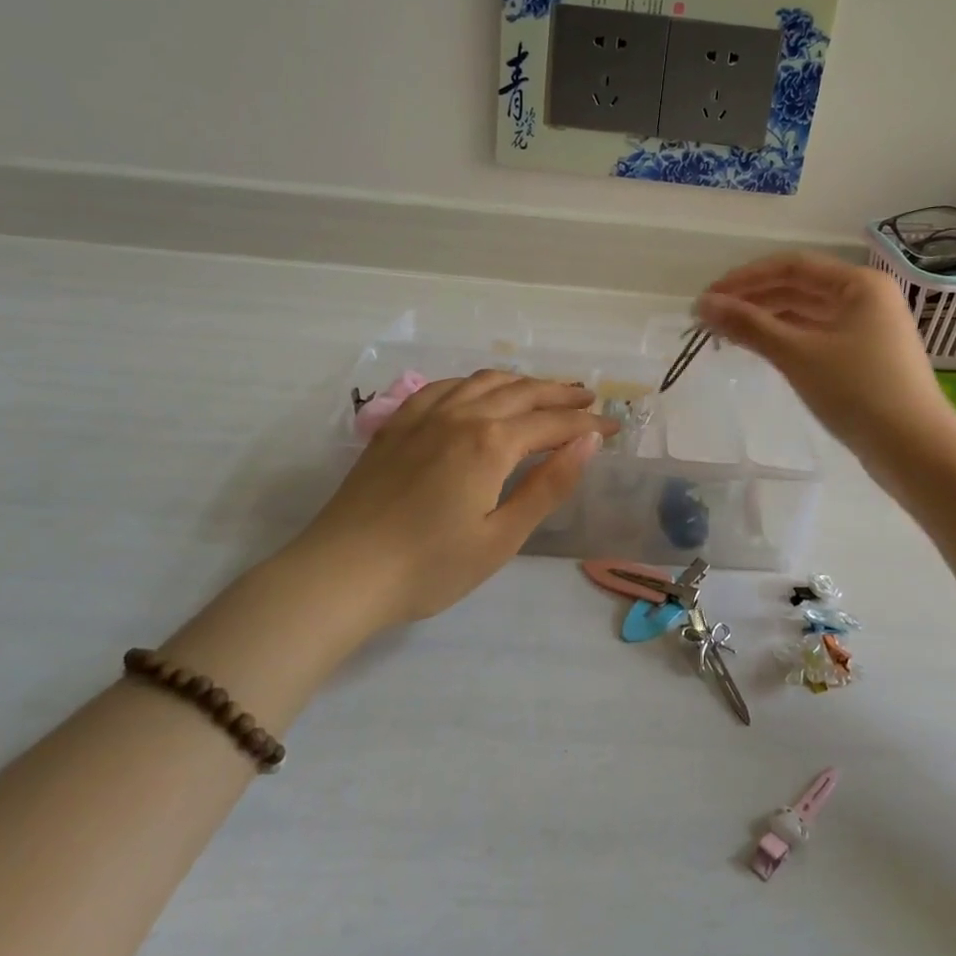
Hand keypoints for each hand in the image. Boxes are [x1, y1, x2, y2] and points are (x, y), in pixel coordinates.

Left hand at [290, 372, 617, 623]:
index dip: (587, 425)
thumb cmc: (430, 567)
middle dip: (560, 395)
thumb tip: (588, 444)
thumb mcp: (501, 537)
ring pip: (484, 382)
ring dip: (521, 382)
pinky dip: (475, 383)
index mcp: (491, 443)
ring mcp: (424, 414)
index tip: (613, 428)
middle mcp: (461, 415)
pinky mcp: (397, 424)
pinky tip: (479, 392)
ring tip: (544, 390)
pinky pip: (445, 386)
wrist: (342, 574)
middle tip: (588, 400)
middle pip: (522, 393)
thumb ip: (548, 486)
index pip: (553, 424)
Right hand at [696, 252, 955, 466]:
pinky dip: (787, 339)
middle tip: (710, 319)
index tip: (708, 298)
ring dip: (767, 320)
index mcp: (859, 284)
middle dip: (753, 299)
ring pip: (807, 314)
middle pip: (799, 287)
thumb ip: (749, 326)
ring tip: (728, 334)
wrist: (916, 450)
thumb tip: (702, 305)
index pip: (791, 266)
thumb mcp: (797, 354)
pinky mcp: (865, 359)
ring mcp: (868, 329)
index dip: (745, 278)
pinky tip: (762, 350)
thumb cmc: (858, 392)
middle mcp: (866, 298)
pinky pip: (817, 337)